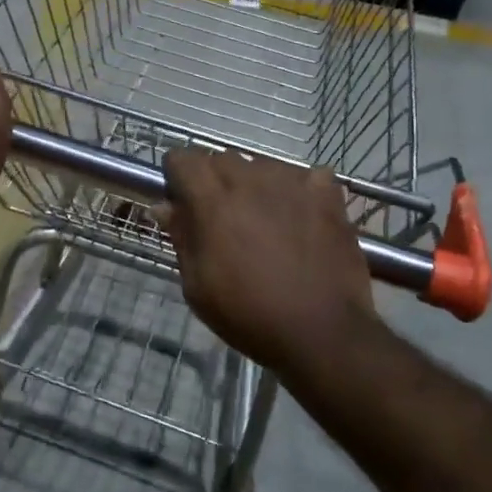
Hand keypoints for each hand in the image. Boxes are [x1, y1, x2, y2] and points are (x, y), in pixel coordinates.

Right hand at [158, 149, 379, 369]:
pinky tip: (302, 218)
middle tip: (223, 221)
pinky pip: (305, 177)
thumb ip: (181, 237)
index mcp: (212, 200)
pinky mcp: (327, 193)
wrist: (322, 332)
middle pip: (221, 159)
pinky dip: (298, 191)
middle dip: (214, 181)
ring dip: (255, 185)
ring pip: (262, 165)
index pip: (182, 158)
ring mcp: (292, 181)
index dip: (178, 178)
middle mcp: (250, 179)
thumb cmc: (249, 314)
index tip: (183, 204)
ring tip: (265, 222)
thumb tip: (164, 206)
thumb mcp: (197, 286)